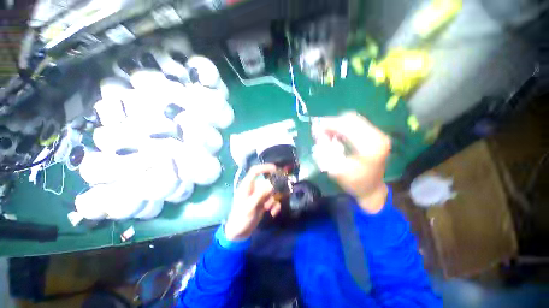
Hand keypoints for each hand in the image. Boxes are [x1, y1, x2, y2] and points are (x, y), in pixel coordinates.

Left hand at [224, 164, 280, 240]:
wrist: (239, 233)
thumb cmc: (241, 218)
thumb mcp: (250, 206)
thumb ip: (261, 194)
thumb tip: (271, 184)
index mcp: (247, 186)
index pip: (255, 171)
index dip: (264, 167)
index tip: (275, 169)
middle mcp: (254, 189)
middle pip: (267, 182)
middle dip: (273, 190)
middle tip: (275, 196)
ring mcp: (259, 196)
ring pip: (271, 192)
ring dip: (273, 200)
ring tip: (268, 208)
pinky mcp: (263, 203)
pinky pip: (272, 200)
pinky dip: (275, 206)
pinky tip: (272, 213)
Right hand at [312, 112, 390, 212]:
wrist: (371, 189)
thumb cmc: (354, 182)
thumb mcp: (336, 170)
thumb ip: (326, 151)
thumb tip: (318, 134)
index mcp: (370, 145)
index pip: (347, 125)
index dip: (329, 124)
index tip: (315, 128)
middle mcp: (378, 135)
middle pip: (350, 118)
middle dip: (332, 123)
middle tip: (319, 132)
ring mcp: (378, 134)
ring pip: (353, 120)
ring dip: (337, 125)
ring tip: (326, 134)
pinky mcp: (376, 135)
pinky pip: (356, 124)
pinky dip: (343, 128)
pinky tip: (336, 136)